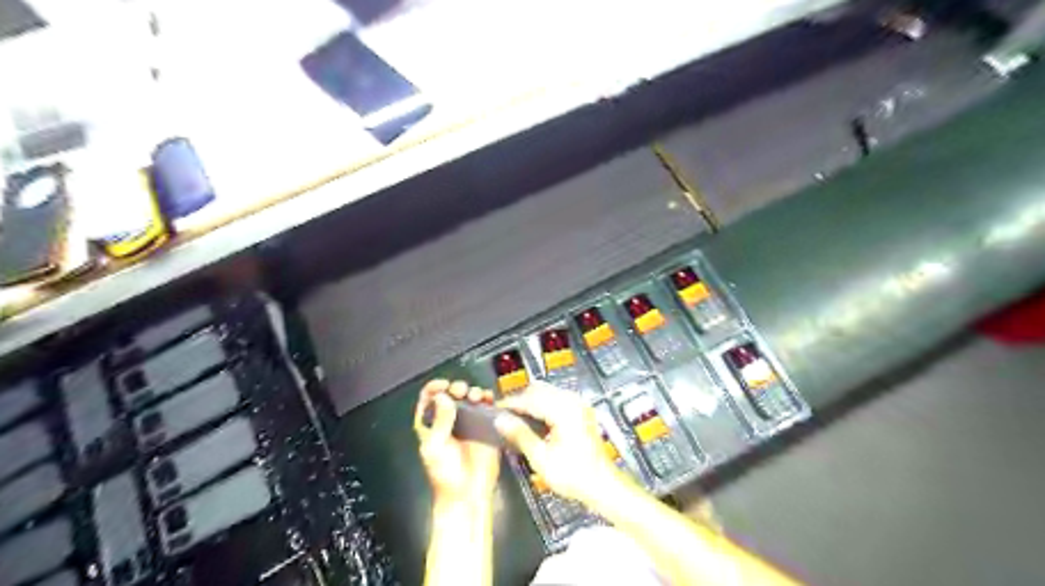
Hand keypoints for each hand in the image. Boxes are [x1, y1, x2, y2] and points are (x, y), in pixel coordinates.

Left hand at [416, 380, 498, 502]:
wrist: (467, 493)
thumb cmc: (445, 475)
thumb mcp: (435, 446)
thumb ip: (439, 421)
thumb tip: (443, 397)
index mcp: (430, 424)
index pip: (429, 397)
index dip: (435, 387)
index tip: (444, 385)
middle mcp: (449, 419)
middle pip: (452, 393)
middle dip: (457, 387)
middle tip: (461, 391)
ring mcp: (468, 422)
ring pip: (470, 398)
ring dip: (473, 392)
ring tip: (476, 396)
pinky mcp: (485, 427)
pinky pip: (487, 408)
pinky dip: (488, 400)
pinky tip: (488, 400)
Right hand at [494, 380, 622, 502]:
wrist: (602, 485)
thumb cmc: (574, 475)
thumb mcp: (541, 458)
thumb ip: (520, 435)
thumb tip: (500, 420)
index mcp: (564, 410)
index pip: (530, 398)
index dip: (510, 403)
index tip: (495, 410)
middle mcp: (573, 402)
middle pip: (539, 390)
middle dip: (520, 400)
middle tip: (503, 415)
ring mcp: (579, 405)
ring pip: (548, 392)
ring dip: (531, 402)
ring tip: (515, 418)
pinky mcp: (581, 412)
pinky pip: (557, 399)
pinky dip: (543, 405)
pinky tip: (534, 420)